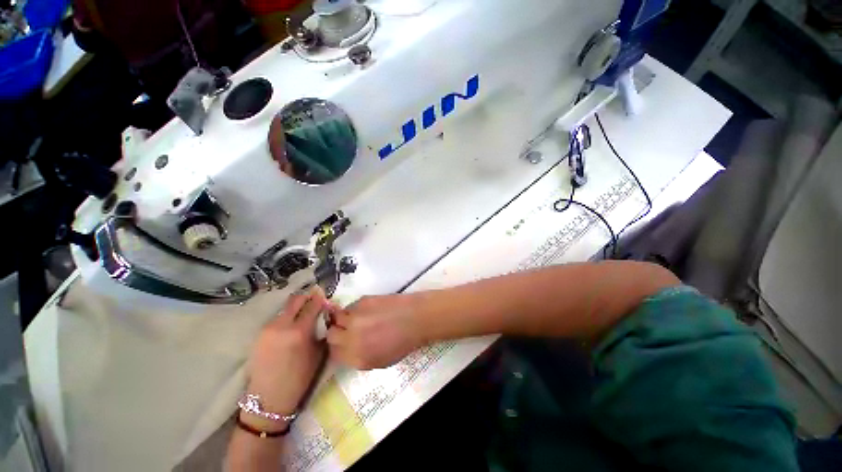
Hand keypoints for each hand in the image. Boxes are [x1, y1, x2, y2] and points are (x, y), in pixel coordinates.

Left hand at [245, 287, 327, 417]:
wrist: (269, 397)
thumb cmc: (300, 377)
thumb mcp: (318, 353)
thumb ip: (322, 330)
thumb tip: (326, 315)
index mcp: (299, 331)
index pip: (312, 304)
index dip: (320, 298)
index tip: (325, 297)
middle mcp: (282, 325)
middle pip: (295, 300)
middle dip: (307, 297)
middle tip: (314, 300)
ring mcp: (268, 329)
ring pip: (285, 309)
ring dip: (296, 308)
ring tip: (303, 316)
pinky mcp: (259, 334)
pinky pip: (277, 319)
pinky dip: (287, 318)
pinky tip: (291, 327)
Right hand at [326, 294, 426, 369]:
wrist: (416, 318)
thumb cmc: (403, 342)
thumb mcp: (381, 361)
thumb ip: (359, 357)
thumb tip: (348, 349)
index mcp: (357, 358)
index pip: (333, 354)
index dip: (338, 347)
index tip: (343, 343)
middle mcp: (351, 338)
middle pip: (331, 335)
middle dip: (337, 333)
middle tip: (347, 329)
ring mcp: (355, 318)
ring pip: (337, 318)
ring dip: (343, 319)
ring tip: (357, 318)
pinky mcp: (362, 301)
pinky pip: (350, 306)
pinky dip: (355, 309)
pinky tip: (368, 310)